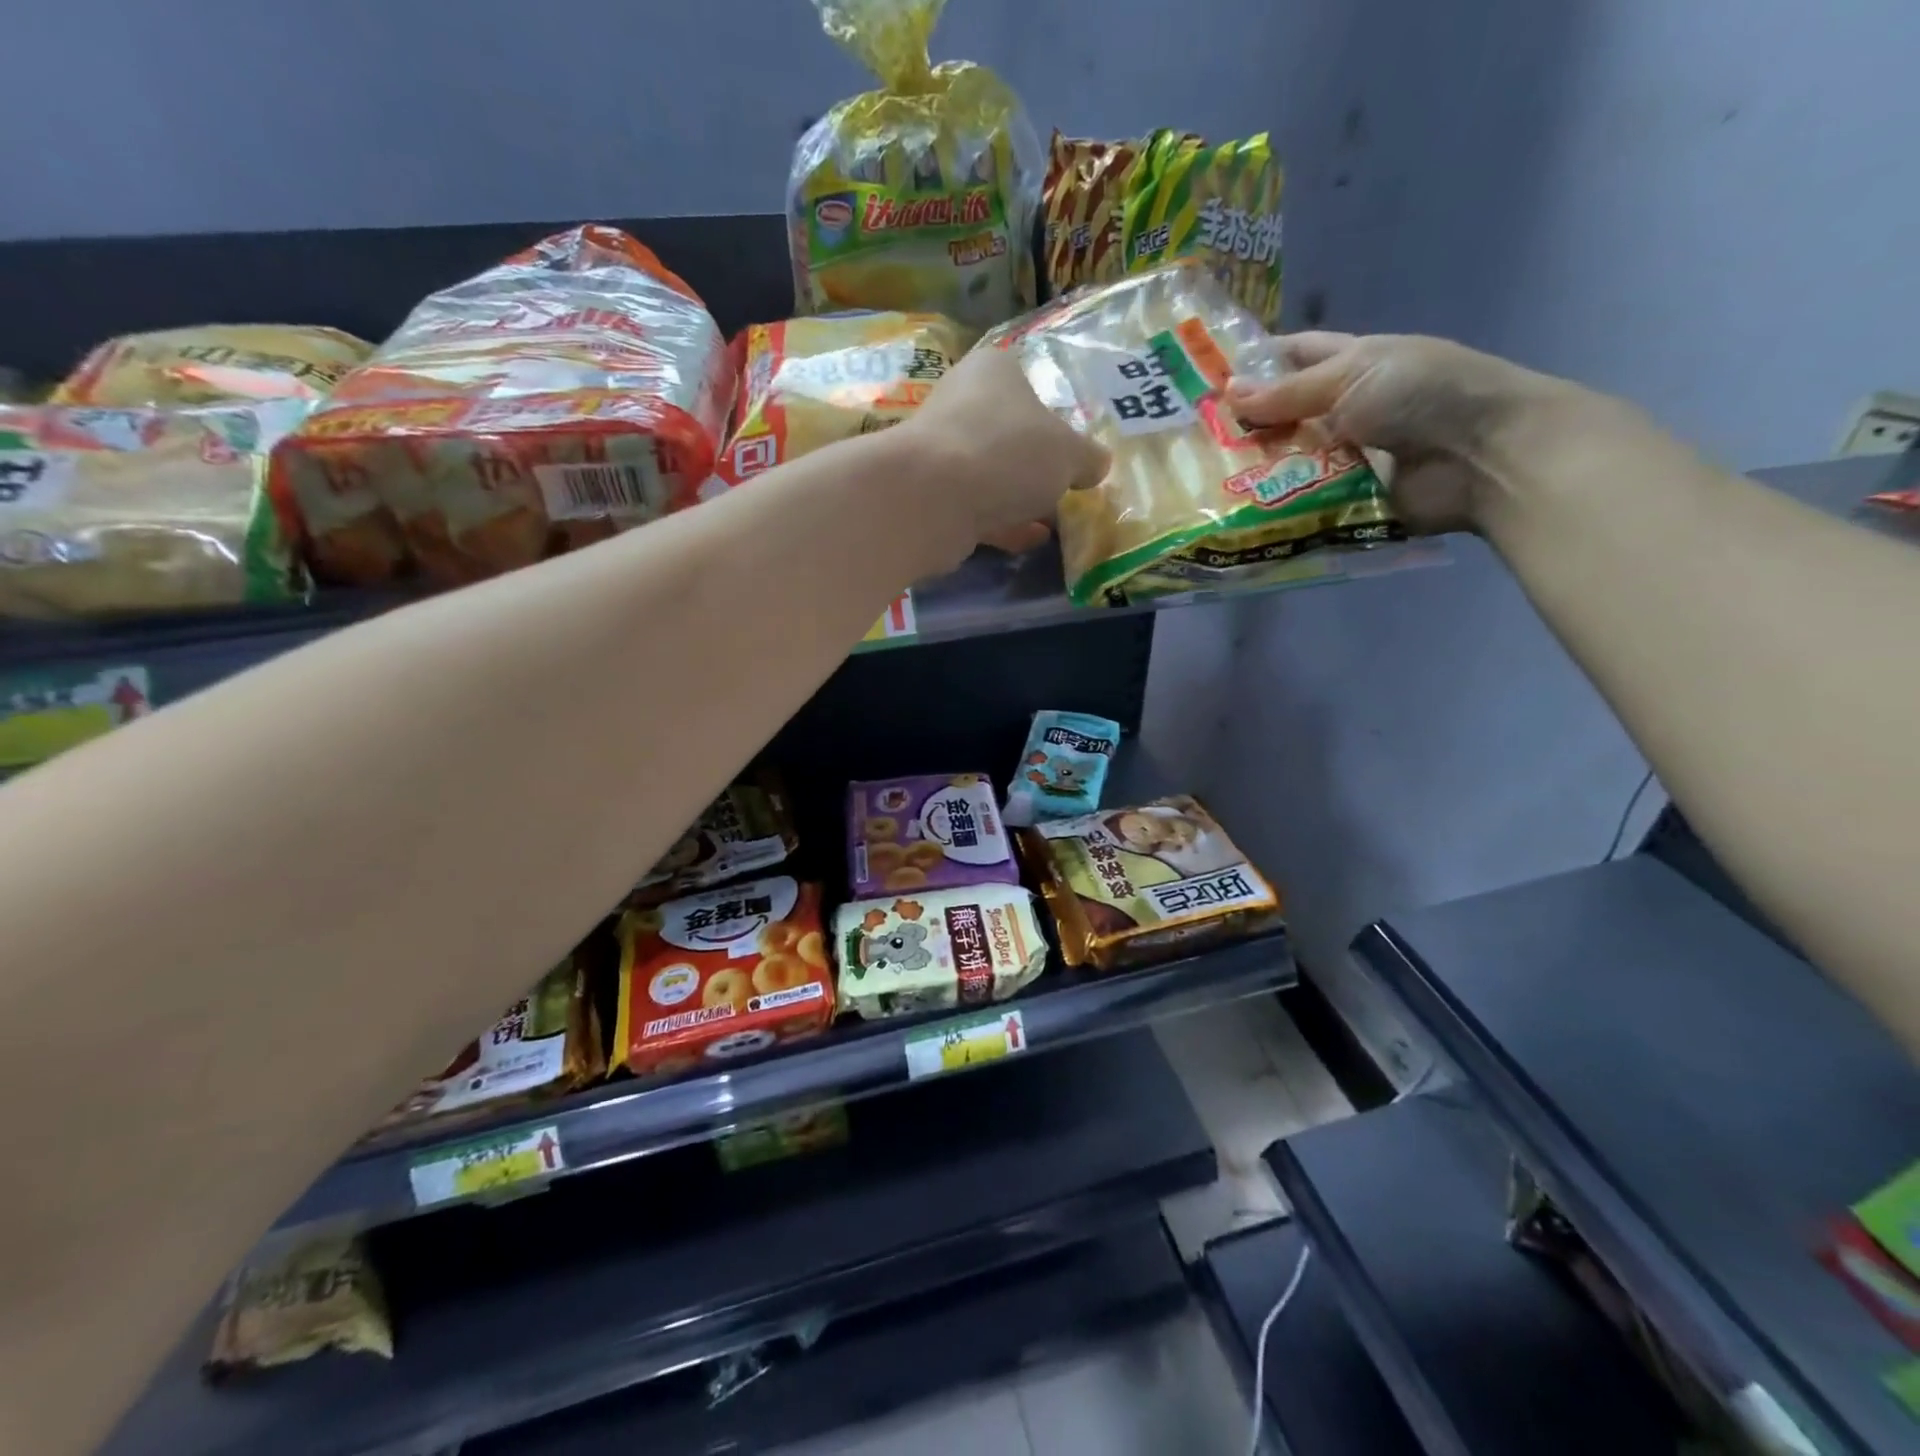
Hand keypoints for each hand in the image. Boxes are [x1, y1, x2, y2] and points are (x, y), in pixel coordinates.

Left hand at [898, 347, 1110, 554]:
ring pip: (992, 473)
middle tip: (1069, 486)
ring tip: (1055, 519)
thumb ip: (1088, 457)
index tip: (1074, 446)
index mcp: (994, 371)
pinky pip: (977, 507)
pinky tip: (1030, 540)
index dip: (1055, 414)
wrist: (932, 499)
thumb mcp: (1068, 453)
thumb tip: (1099, 464)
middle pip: (1010, 432)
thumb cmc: (1008, 453)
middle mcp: (962, 402)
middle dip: (1037, 462)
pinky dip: (1003, 522)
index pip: (1030, 382)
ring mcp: (942, 451)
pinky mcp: (932, 495)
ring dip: (1020, 496)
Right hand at [1224, 332, 1562, 533]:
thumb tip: (1227, 393)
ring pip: (1285, 464)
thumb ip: (1289, 391)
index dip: (1254, 364)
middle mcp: (1343, 411)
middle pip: (1282, 417)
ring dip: (1250, 472)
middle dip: (1242, 427)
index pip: (1293, 358)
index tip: (1204, 380)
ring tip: (1198, 483)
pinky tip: (1231, 516)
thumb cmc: (1423, 393)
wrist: (1482, 454)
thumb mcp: (1354, 375)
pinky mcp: (1343, 502)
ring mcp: (1342, 459)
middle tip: (1187, 442)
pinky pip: (1300, 505)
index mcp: (1350, 365)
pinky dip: (1272, 509)